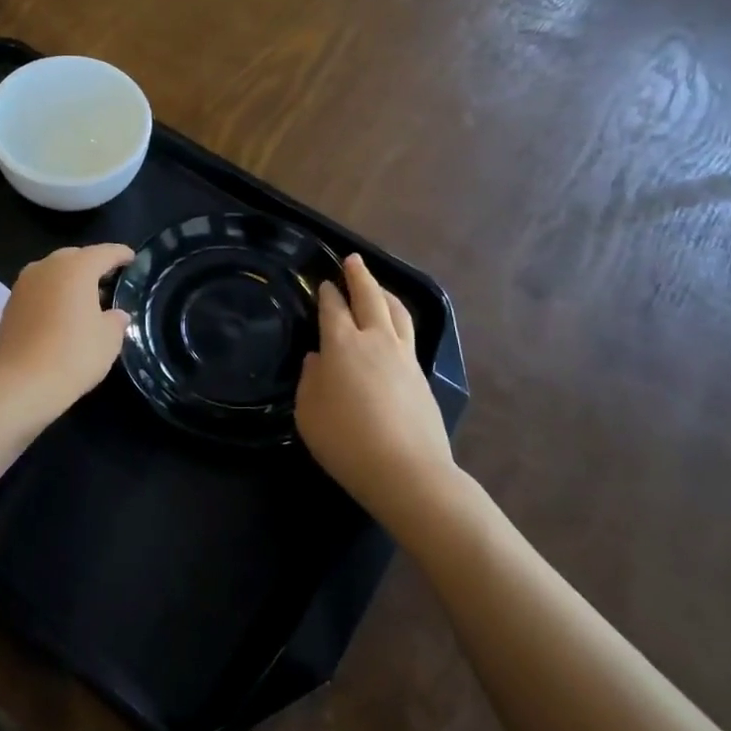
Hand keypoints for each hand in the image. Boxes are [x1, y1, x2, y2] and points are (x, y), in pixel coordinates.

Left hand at [0, 243, 133, 423]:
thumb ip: (116, 320)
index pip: (105, 252)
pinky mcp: (10, 304)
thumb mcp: (109, 340)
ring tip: (87, 300)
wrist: (19, 384)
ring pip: (54, 273)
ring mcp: (24, 284)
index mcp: (75, 267)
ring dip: (70, 281)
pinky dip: (53, 295)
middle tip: (110, 281)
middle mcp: (47, 267)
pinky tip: (63, 315)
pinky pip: (39, 290)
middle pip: (75, 257)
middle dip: (93, 266)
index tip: (132, 259)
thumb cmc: (73, 355)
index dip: (121, 255)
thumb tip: (115, 314)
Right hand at [297, 254, 456, 520]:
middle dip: (360, 276)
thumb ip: (310, 380)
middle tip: (353, 260)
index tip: (325, 282)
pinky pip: (408, 333)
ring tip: (377, 286)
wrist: (407, 471)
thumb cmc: (346, 441)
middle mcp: (375, 340)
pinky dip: (398, 318)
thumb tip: (319, 360)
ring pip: (396, 311)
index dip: (327, 293)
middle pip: (370, 297)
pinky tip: (394, 327)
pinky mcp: (421, 375)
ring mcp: (403, 356)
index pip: (333, 308)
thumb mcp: (308, 413)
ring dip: (384, 293)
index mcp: (342, 345)